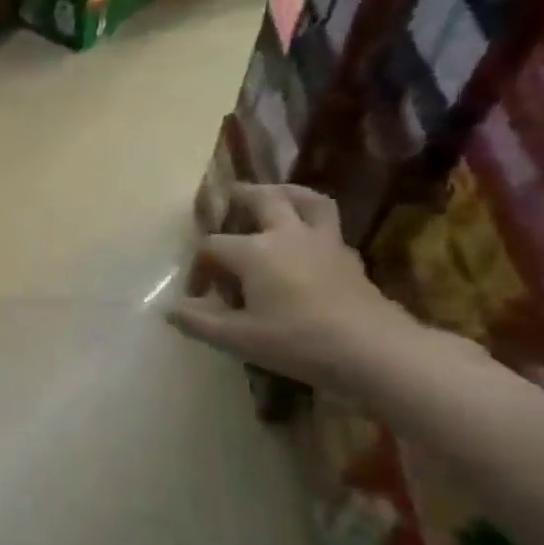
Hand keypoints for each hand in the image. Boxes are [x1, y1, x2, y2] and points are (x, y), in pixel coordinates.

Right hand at [169, 184, 427, 391]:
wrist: (374, 351)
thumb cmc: (298, 341)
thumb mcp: (237, 338)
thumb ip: (198, 321)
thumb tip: (169, 309)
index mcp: (254, 252)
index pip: (213, 247)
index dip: (199, 267)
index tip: (198, 294)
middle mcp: (286, 235)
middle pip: (262, 200)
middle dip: (240, 197)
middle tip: (227, 199)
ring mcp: (323, 242)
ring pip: (305, 200)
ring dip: (284, 193)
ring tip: (271, 197)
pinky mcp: (347, 256)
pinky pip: (326, 225)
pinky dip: (309, 222)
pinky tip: (303, 242)